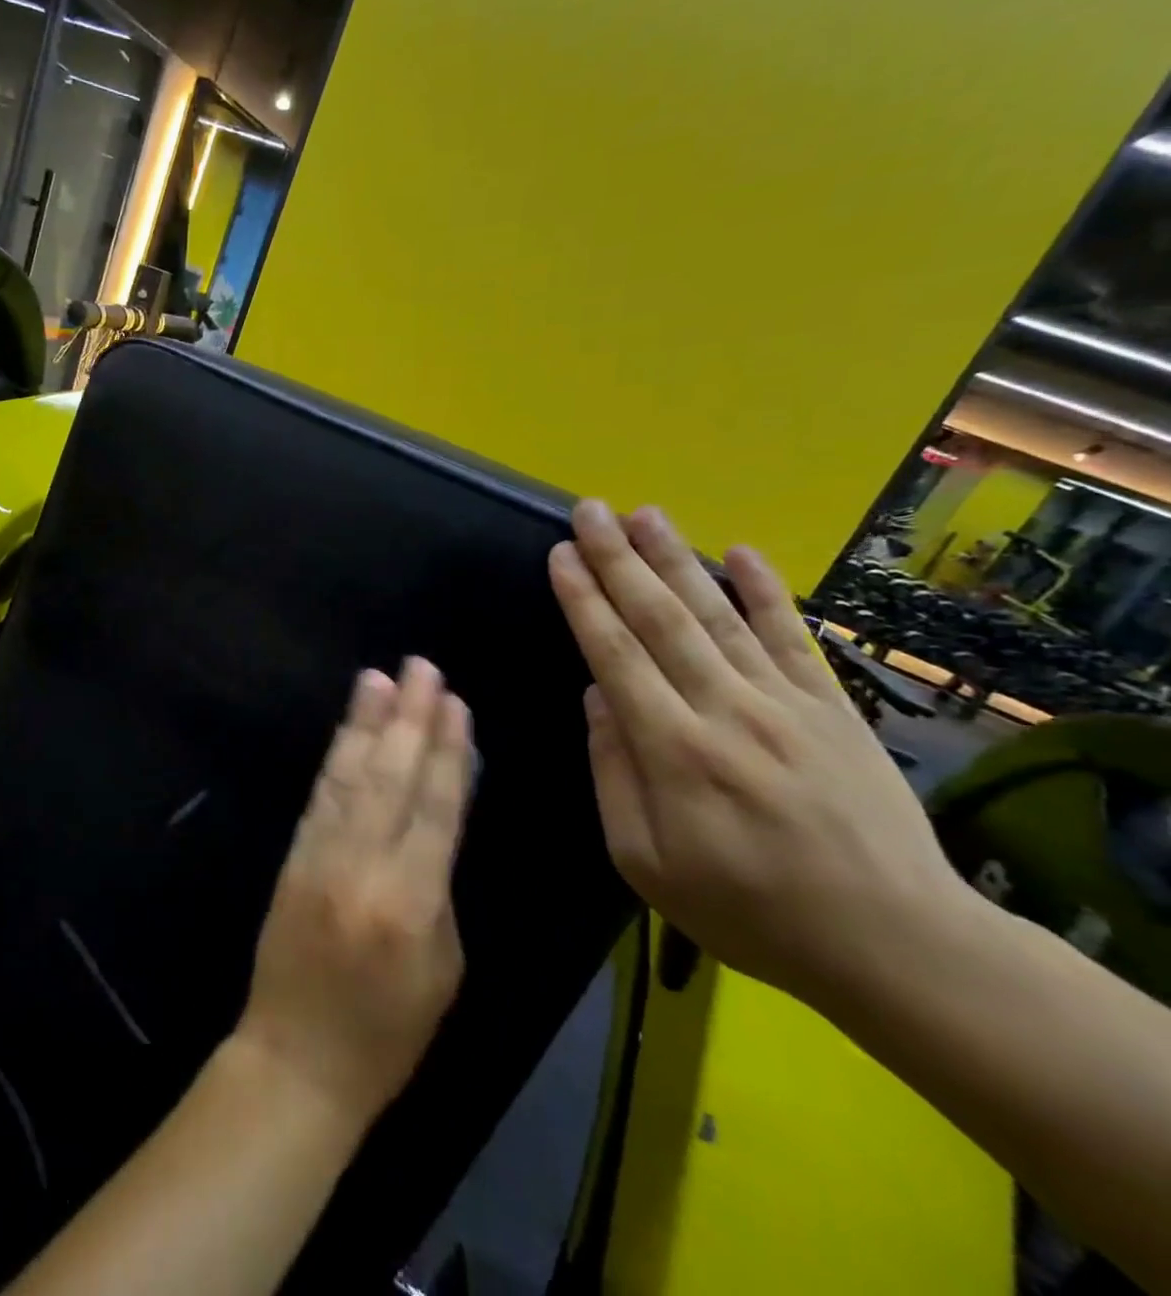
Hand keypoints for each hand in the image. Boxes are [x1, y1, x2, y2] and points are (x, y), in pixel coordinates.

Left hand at [234, 658, 475, 1126]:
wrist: (297, 1058)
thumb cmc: (389, 1029)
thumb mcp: (443, 966)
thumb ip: (440, 885)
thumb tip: (439, 817)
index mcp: (413, 902)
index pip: (436, 808)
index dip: (447, 751)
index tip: (455, 703)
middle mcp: (364, 867)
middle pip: (392, 779)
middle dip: (409, 718)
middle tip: (421, 667)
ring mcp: (321, 857)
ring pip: (350, 777)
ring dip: (365, 724)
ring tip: (379, 678)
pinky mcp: (293, 857)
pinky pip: (320, 798)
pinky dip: (336, 758)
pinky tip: (347, 730)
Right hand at [548, 500, 969, 1007]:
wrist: (893, 943)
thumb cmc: (747, 909)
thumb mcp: (645, 863)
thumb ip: (613, 774)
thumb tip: (597, 697)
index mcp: (673, 750)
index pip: (615, 654)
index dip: (583, 599)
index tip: (560, 554)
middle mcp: (725, 709)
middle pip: (661, 619)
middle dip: (619, 560)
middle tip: (591, 509)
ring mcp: (785, 702)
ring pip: (719, 614)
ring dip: (677, 559)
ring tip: (645, 513)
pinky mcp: (833, 707)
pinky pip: (793, 637)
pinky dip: (767, 591)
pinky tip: (743, 551)